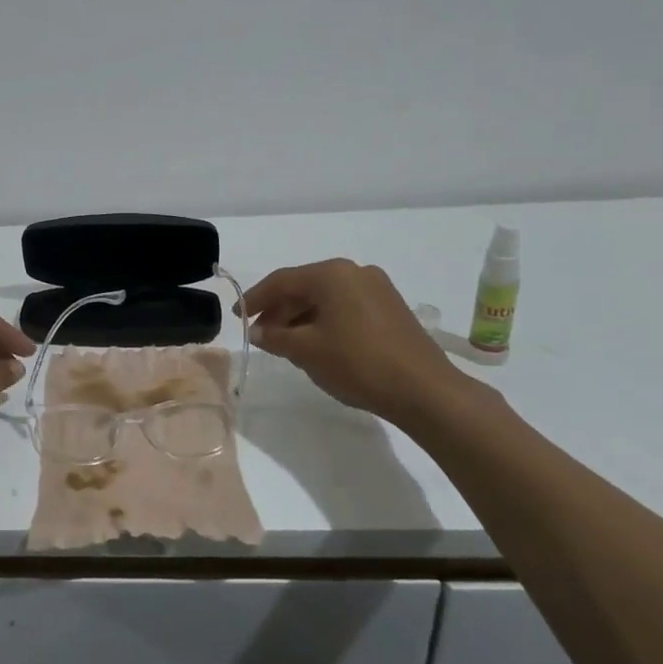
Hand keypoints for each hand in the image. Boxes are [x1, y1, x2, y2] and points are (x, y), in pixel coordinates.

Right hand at [241, 259, 468, 426]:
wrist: (425, 391)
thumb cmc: (358, 363)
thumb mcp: (306, 350)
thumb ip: (275, 336)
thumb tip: (257, 331)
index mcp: (332, 274)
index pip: (282, 280)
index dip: (255, 298)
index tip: (237, 315)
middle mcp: (355, 272)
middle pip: (305, 287)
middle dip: (279, 310)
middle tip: (260, 334)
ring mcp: (377, 289)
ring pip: (326, 298)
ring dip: (301, 318)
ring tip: (285, 343)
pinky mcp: (391, 309)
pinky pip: (346, 307)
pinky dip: (324, 321)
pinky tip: (316, 344)